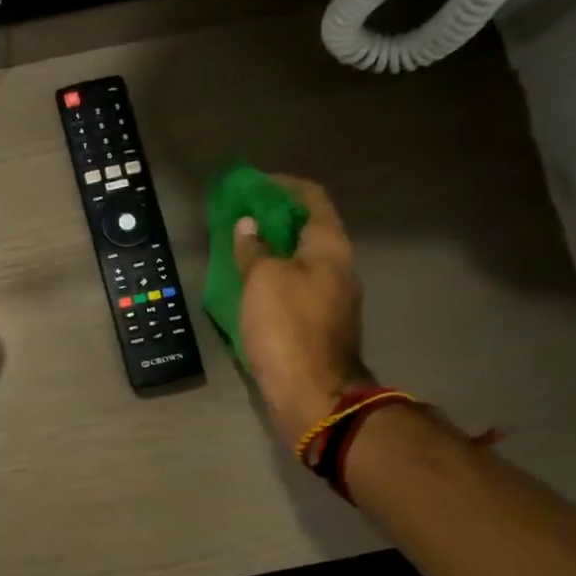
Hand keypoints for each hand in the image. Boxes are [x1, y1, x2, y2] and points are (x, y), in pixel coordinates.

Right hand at [235, 176, 375, 444]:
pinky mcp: (319, 321)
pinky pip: (294, 284)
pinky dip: (272, 274)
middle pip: (307, 228)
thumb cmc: (287, 327)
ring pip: (299, 258)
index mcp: (329, 247)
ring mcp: (331, 296)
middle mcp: (337, 266)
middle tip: (239, 215)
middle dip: (274, 217)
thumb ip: (254, 248)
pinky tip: (248, 283)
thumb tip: (249, 226)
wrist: (312, 392)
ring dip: (271, 248)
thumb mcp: (262, 280)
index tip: (252, 183)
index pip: (311, 199)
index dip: (283, 185)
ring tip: (238, 247)